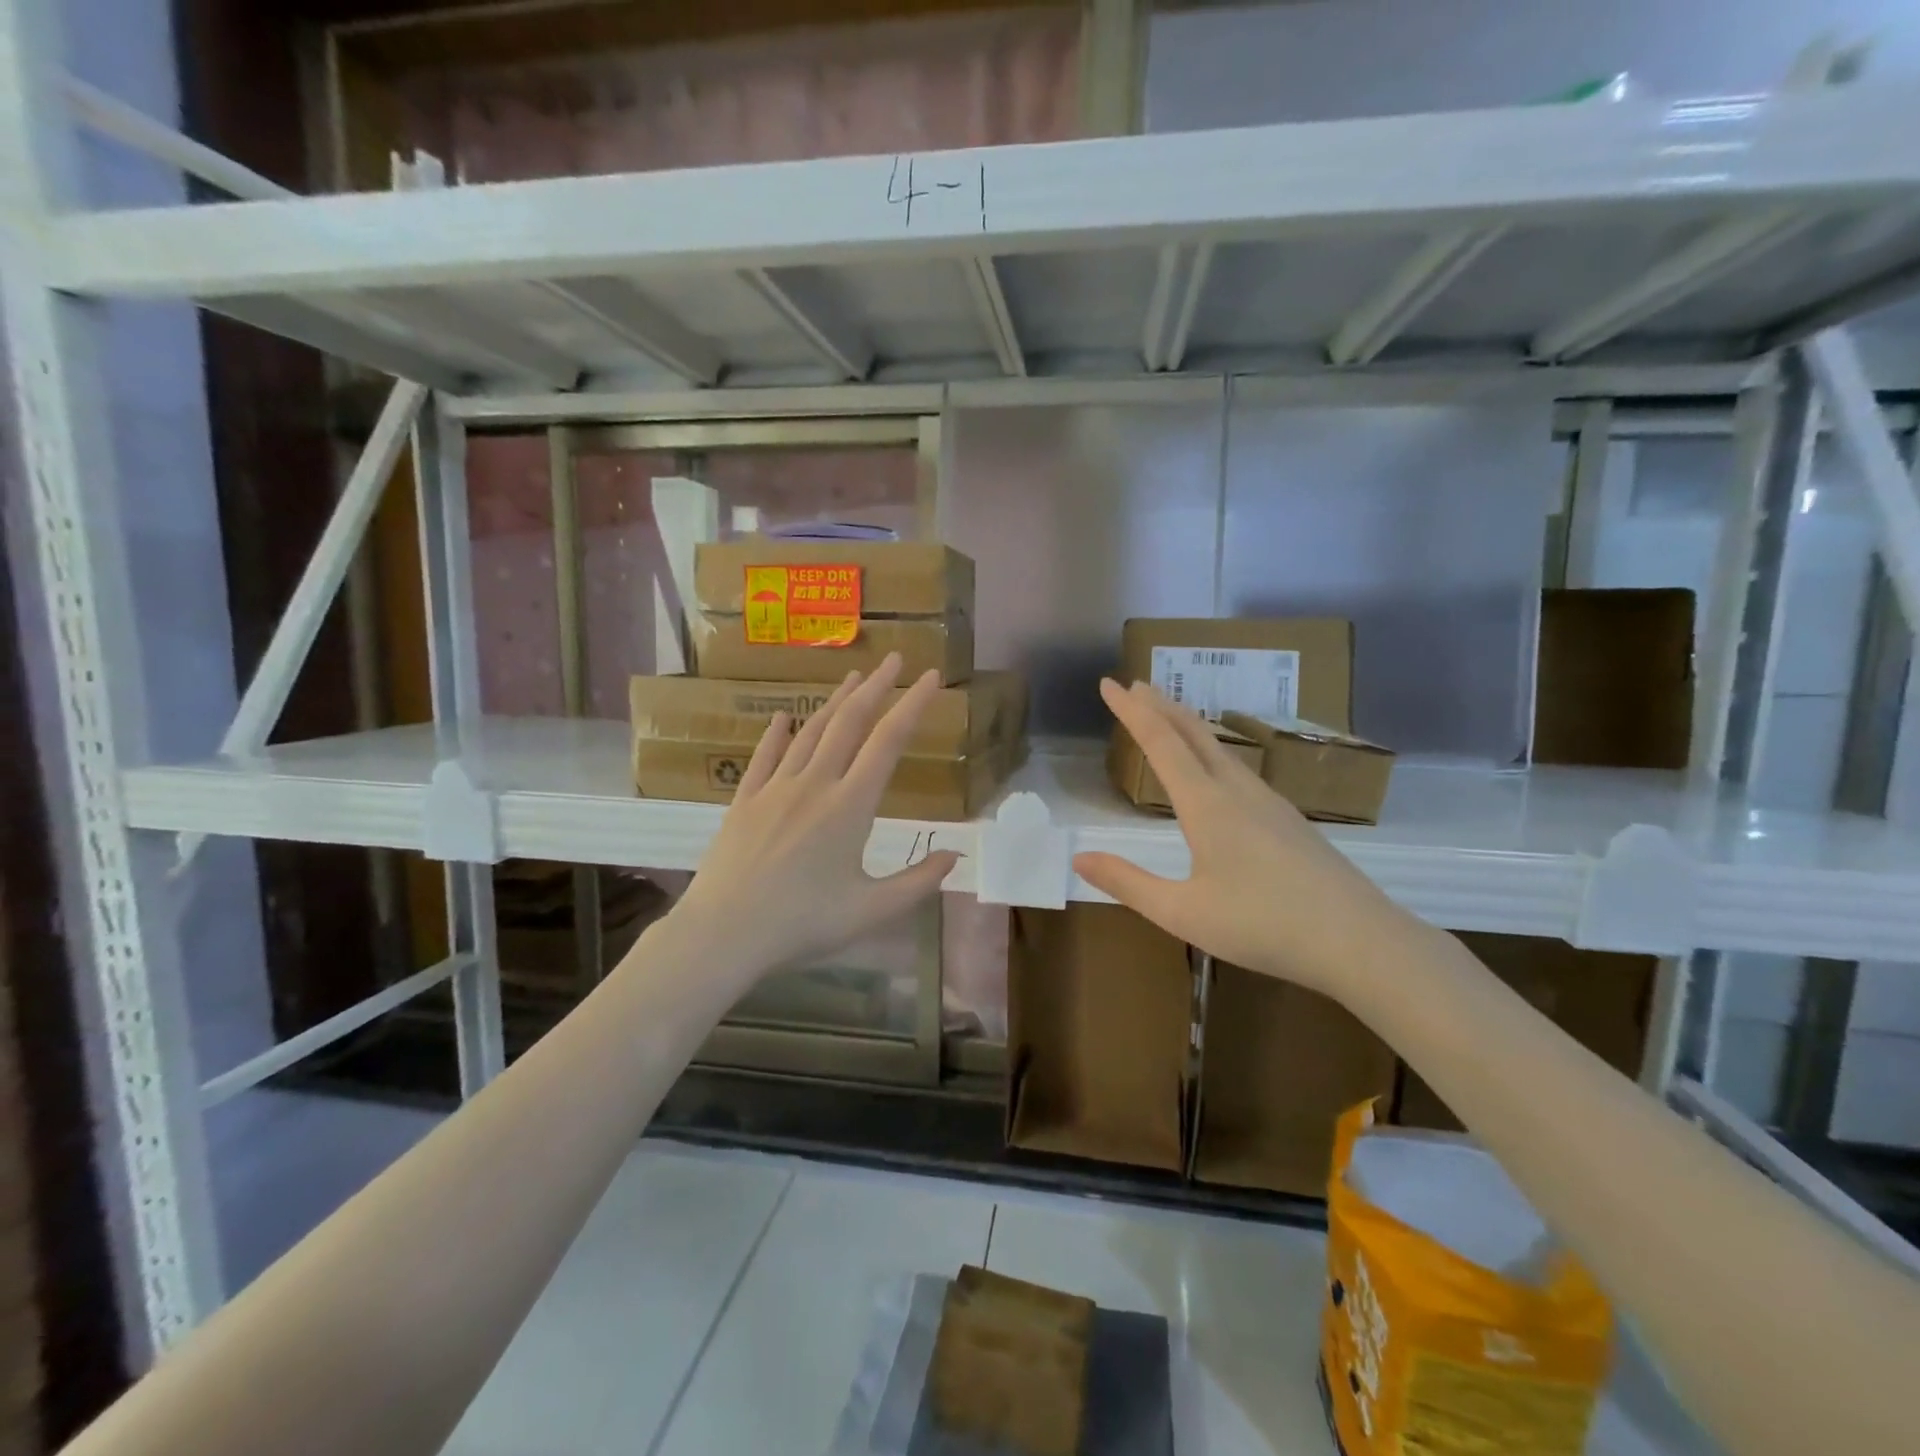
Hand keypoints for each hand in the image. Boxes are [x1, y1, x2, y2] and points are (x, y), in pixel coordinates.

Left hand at [671, 654, 961, 981]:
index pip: (888, 742)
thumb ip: (918, 882)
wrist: (723, 933)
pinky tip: (782, 717)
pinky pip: (764, 756)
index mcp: (850, 806)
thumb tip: (955, 856)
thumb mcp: (871, 911)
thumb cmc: (802, 923)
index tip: (930, 677)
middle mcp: (814, 784)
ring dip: (835, 702)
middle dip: (876, 687)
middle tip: (894, 659)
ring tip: (854, 678)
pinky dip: (777, 733)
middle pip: (850, 723)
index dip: (913, 705)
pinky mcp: (745, 800)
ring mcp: (775, 788)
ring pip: (810, 732)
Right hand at [1074, 679, 1393, 998]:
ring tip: (1168, 715)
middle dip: (1160, 705)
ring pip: (1219, 748)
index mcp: (1206, 804)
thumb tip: (1078, 857)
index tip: (1108, 684)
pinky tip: (1217, 769)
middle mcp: (1237, 790)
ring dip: (1187, 725)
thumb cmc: (1263, 926)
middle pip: (1193, 733)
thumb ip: (1127, 883)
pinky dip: (1211, 750)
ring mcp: (1269, 802)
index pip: (1160, 743)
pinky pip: (1238, 768)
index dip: (1130, 712)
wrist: (1359, 940)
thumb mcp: (1182, 912)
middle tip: (1135, 684)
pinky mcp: (1288, 819)